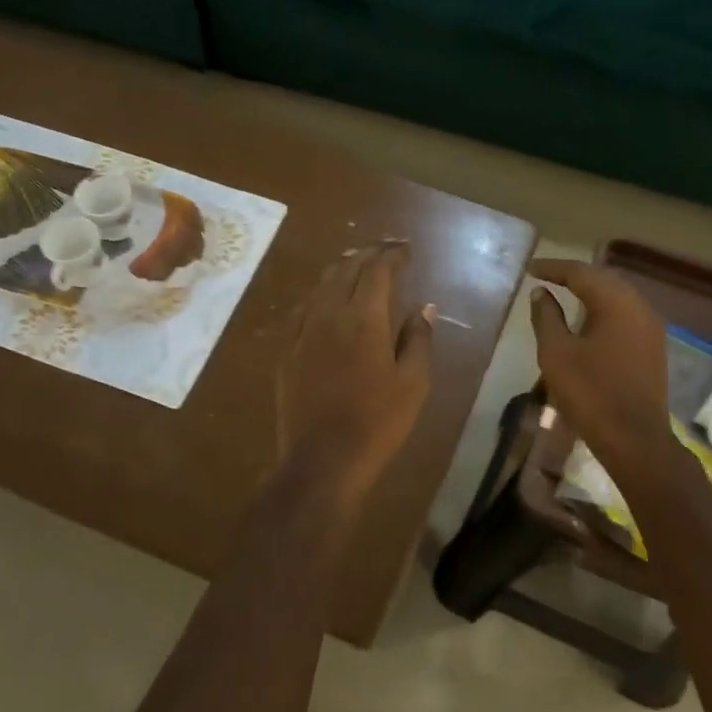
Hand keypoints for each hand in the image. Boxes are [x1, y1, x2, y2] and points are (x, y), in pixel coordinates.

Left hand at [279, 242, 435, 507]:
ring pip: (320, 285)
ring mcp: (303, 332)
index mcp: (364, 319)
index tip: (406, 251)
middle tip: (385, 250)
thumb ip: (418, 339)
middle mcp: (329, 315)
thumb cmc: (378, 423)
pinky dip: (318, 294)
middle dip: (367, 254)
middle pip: (346, 269)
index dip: (392, 255)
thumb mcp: (413, 384)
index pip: (377, 271)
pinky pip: (302, 309)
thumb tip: (424, 307)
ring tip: (356, 263)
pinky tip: (324, 299)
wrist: (323, 460)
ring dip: (341, 268)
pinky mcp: (287, 352)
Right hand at [528, 259, 672, 474]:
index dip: (553, 268)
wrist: (635, 439)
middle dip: (574, 275)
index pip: (581, 273)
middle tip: (546, 276)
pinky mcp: (653, 347)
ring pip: (617, 296)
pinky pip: (625, 314)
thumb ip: (546, 317)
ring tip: (564, 292)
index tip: (530, 269)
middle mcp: (639, 306)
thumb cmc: (590, 394)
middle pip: (603, 279)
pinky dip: (603, 309)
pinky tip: (588, 319)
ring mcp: (651, 327)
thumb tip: (541, 293)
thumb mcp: (556, 353)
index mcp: (616, 302)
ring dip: (590, 292)